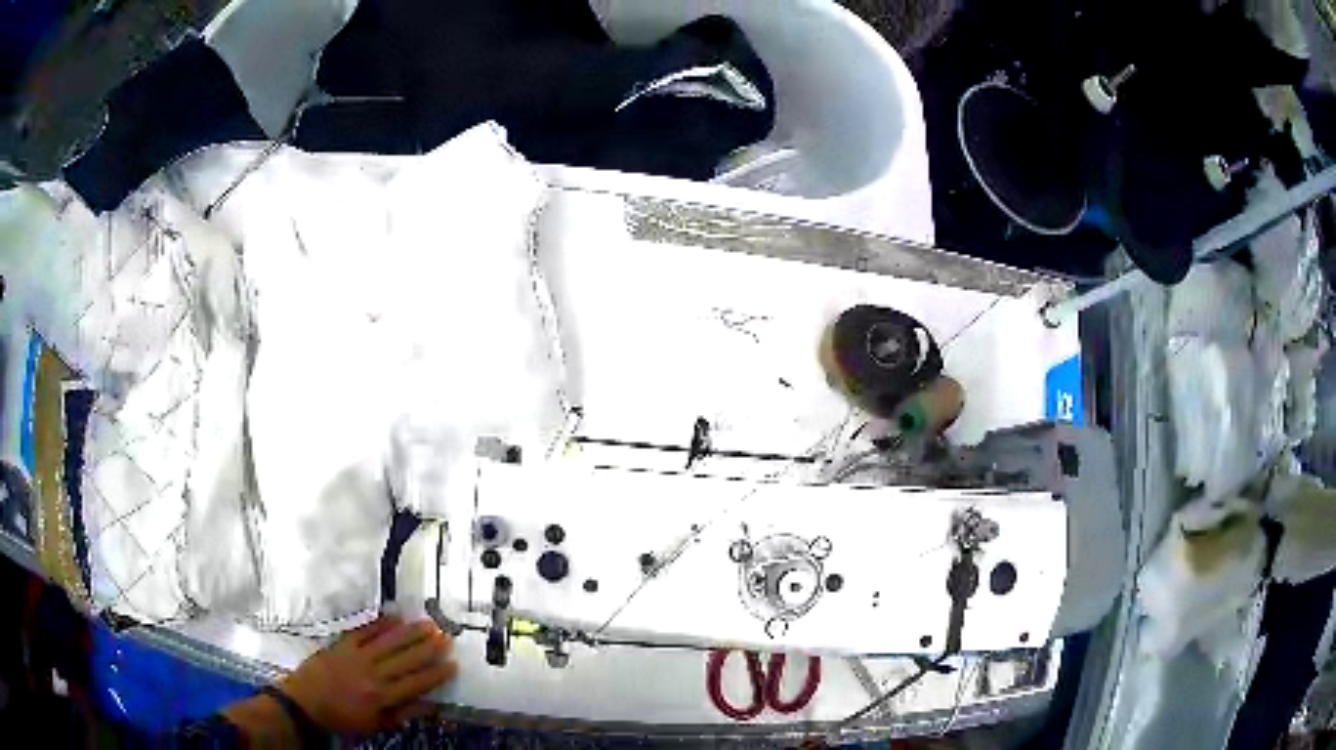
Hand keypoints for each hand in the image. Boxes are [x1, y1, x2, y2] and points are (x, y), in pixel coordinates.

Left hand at [278, 615, 456, 733]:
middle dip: (428, 648)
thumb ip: (402, 713)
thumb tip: (430, 704)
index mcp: (382, 697)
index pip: (415, 683)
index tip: (452, 664)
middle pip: (405, 659)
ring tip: (428, 623)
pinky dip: (381, 623)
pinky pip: (365, 631)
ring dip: (410, 632)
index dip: (435, 674)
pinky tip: (395, 617)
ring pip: (389, 641)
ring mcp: (357, 655)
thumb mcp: (376, 725)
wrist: (305, 702)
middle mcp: (373, 673)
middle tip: (446, 636)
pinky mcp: (343, 644)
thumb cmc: (344, 718)